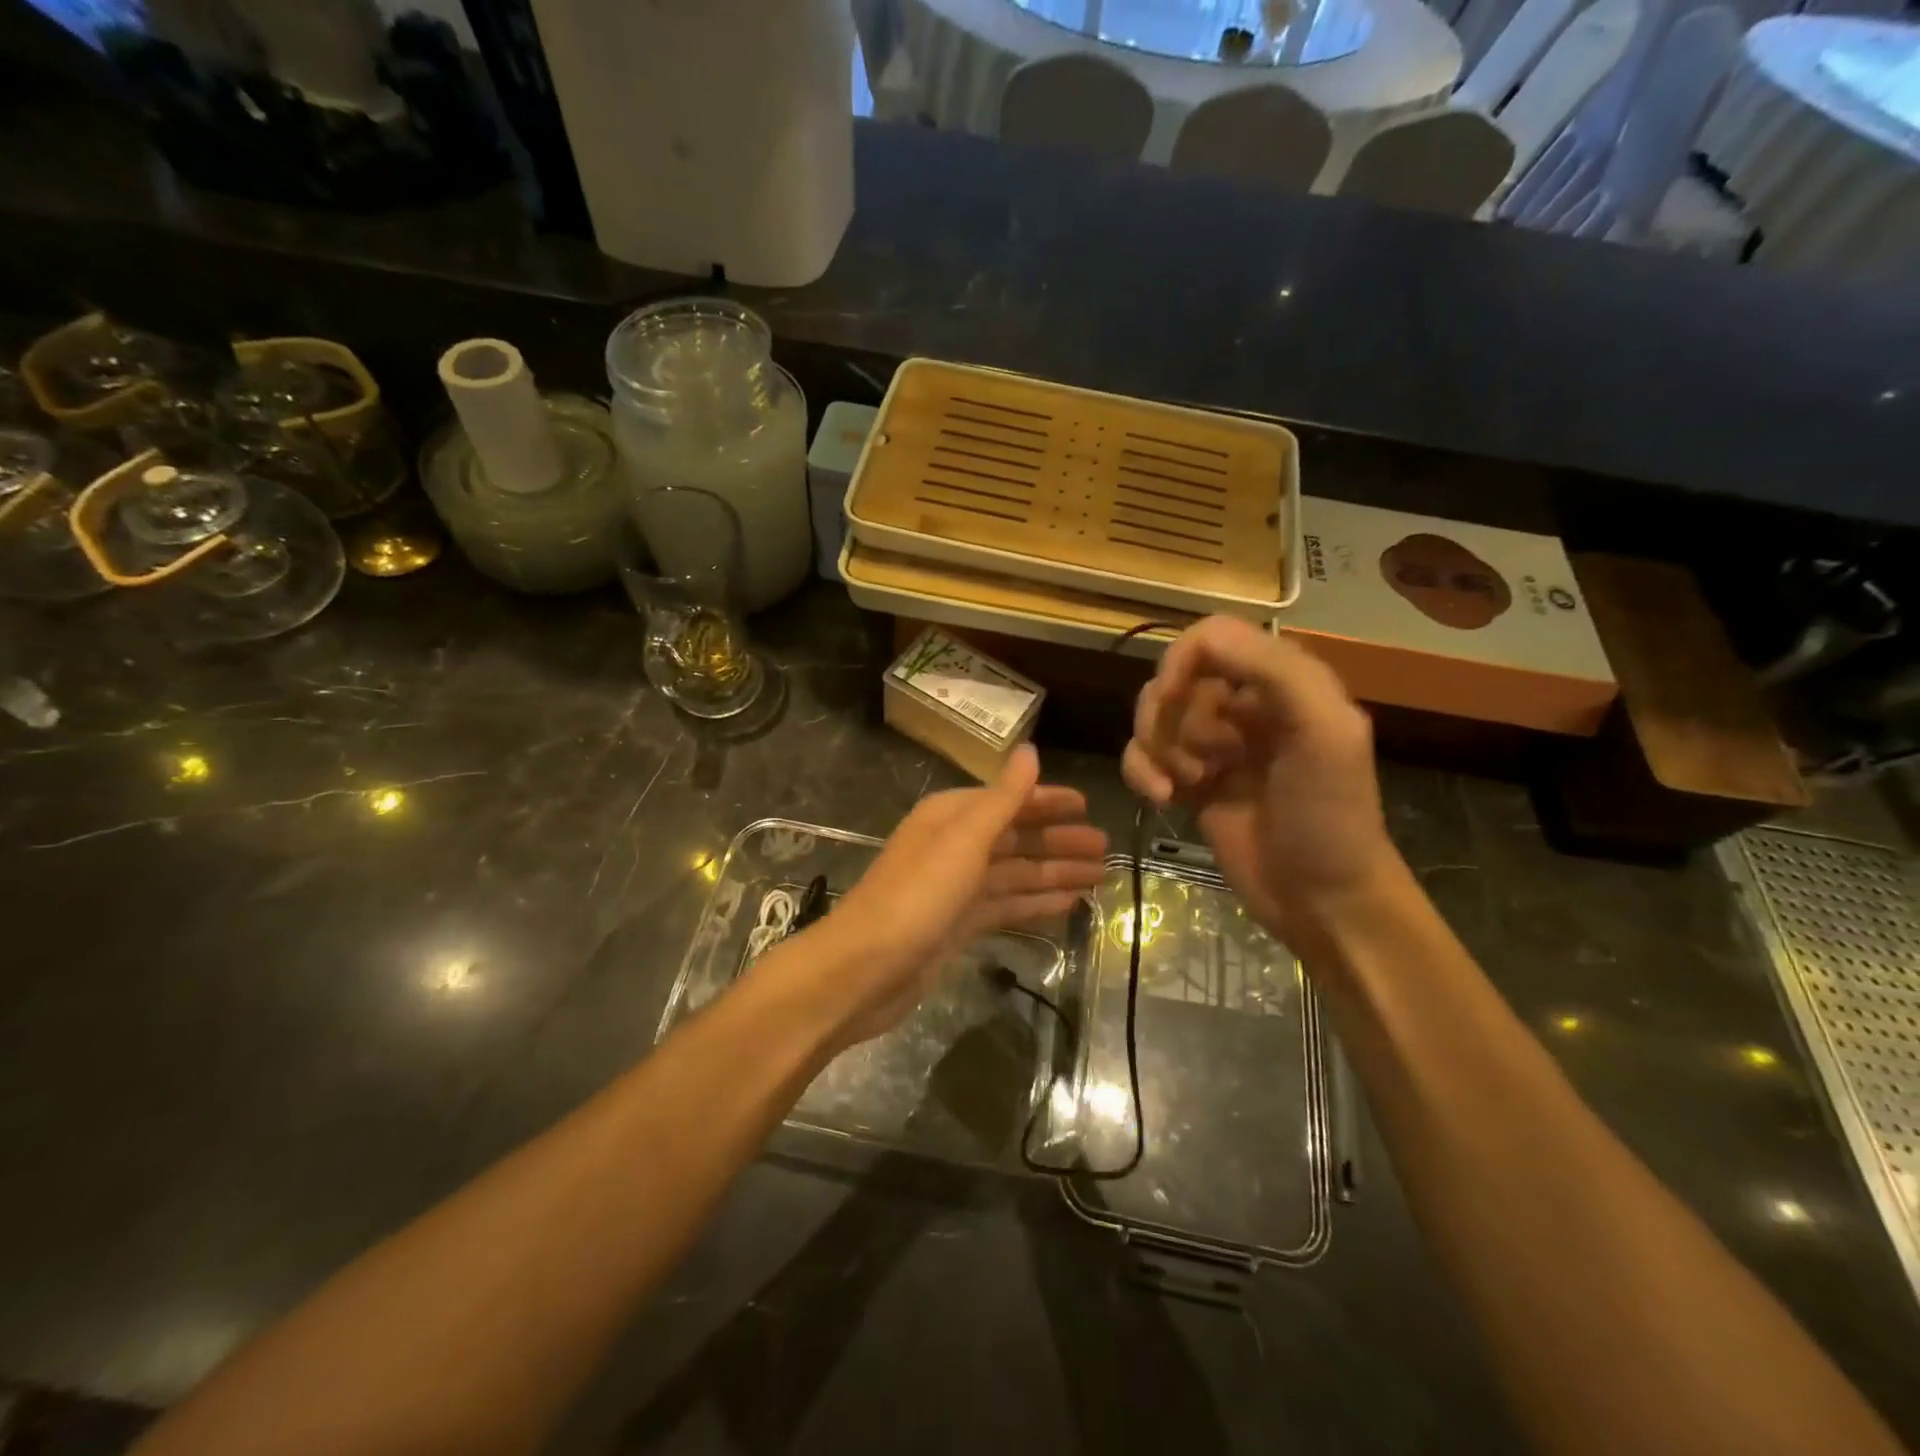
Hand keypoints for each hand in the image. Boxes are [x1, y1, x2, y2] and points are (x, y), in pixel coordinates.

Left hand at [785, 745, 1108, 1048]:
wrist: (866, 968)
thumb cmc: (918, 895)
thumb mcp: (964, 839)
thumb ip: (1003, 797)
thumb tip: (1031, 750)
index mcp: (951, 817)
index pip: (1008, 800)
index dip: (1047, 802)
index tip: (1087, 805)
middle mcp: (954, 846)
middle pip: (1016, 838)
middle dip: (1058, 841)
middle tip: (1105, 849)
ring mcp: (956, 888)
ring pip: (1015, 874)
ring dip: (1054, 873)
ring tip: (1099, 877)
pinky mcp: (958, 925)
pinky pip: (1006, 905)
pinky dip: (1036, 903)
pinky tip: (1068, 905)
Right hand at [1122, 617, 1399, 946]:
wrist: (1321, 898)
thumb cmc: (1329, 816)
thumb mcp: (1325, 732)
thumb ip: (1275, 671)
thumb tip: (1200, 643)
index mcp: (1282, 680)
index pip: (1212, 638)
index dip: (1182, 660)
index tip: (1173, 698)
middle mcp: (1244, 703)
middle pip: (1174, 677)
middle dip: (1169, 717)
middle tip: (1196, 760)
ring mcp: (1214, 744)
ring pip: (1153, 716)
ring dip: (1155, 748)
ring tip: (1181, 784)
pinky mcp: (1190, 780)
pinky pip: (1142, 755)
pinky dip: (1140, 771)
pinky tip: (1161, 798)